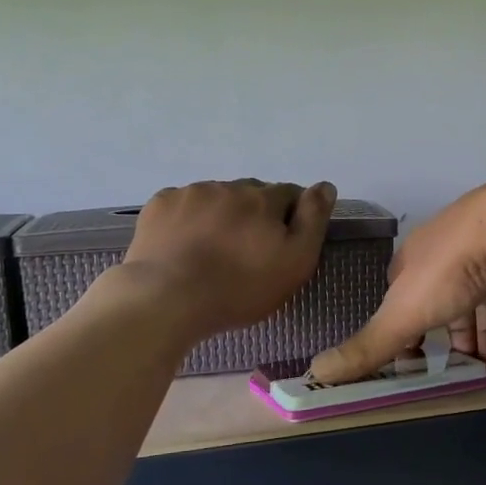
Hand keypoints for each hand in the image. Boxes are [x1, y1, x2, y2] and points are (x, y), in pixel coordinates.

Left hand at [110, 179, 336, 341]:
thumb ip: (313, 220)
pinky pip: (183, 205)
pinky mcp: (159, 205)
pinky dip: (188, 219)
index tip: (282, 244)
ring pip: (216, 198)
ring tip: (212, 252)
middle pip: (251, 195)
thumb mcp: (295, 262)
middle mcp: (229, 186)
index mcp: (264, 198)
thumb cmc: (240, 288)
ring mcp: (191, 193)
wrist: (167, 298)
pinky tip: (184, 246)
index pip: (289, 194)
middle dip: (254, 215)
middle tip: (247, 252)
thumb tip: (325, 186)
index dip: (290, 217)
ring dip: (221, 216)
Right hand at [310, 173, 485, 382]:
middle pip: (444, 298)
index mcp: (415, 260)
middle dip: (450, 333)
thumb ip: (367, 345)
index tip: (413, 358)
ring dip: (485, 327)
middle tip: (461, 368)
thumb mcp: (403, 314)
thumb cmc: (452, 270)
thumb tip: (316, 371)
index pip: (400, 296)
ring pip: (483, 293)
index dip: (403, 327)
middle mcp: (449, 250)